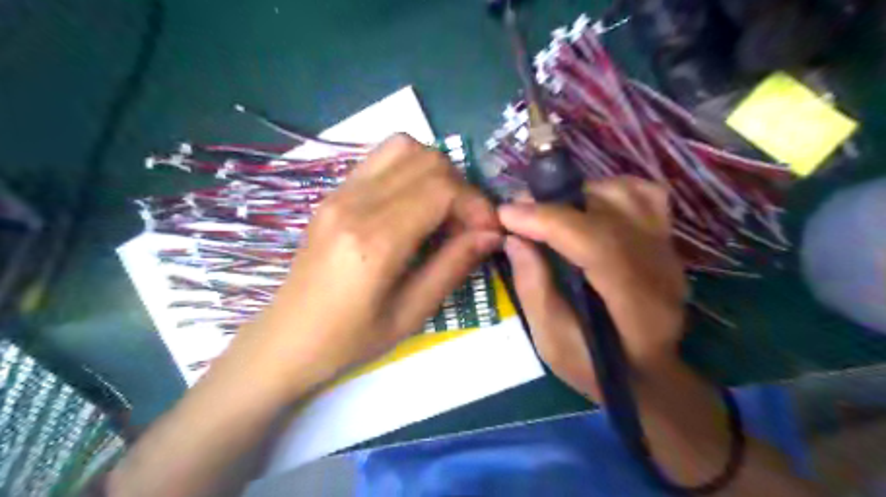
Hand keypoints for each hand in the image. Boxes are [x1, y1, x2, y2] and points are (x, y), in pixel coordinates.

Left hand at [234, 134, 497, 398]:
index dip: (476, 205)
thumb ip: (453, 266)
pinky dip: (410, 170)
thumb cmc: (349, 340)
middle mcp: (354, 204)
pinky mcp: (332, 194)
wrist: (287, 340)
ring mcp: (338, 193)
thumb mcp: (410, 314)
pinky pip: (381, 160)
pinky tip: (415, 206)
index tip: (489, 232)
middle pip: (426, 160)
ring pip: (403, 147)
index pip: (441, 189)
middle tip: (466, 225)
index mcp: (374, 240)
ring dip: (436, 172)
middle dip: (460, 187)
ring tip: (443, 210)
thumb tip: (491, 234)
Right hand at [497, 176, 683, 399]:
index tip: (506, 214)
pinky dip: (610, 190)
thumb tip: (514, 239)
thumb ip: (533, 289)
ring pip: (626, 195)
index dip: (548, 221)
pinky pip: (644, 195)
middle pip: (609, 212)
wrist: (651, 374)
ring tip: (548, 211)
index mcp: (636, 304)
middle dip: (553, 204)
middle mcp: (660, 267)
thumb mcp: (552, 343)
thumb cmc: (597, 367)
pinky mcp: (666, 240)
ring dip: (578, 194)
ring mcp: (668, 249)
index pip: (597, 244)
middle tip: (517, 212)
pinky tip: (587, 205)